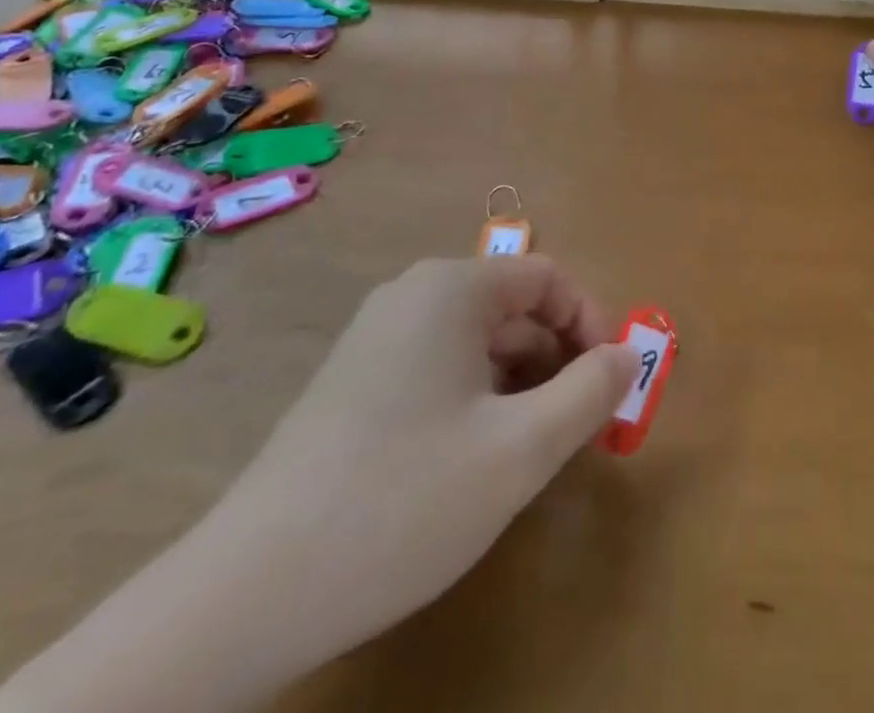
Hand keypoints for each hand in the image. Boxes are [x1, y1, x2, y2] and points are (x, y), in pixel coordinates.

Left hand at [199, 255, 637, 664]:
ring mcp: (376, 339)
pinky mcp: (353, 384)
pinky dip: (478, 399)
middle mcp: (412, 296)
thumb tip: (627, 357)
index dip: (592, 322)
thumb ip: (589, 393)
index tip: (611, 383)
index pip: (548, 278)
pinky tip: (475, 460)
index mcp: (451, 289)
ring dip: (522, 383)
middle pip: (513, 307)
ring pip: (478, 342)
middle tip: (582, 425)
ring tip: (534, 448)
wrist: (246, 596)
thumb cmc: (403, 502)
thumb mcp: (520, 451)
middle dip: (559, 358)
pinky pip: (440, 369)